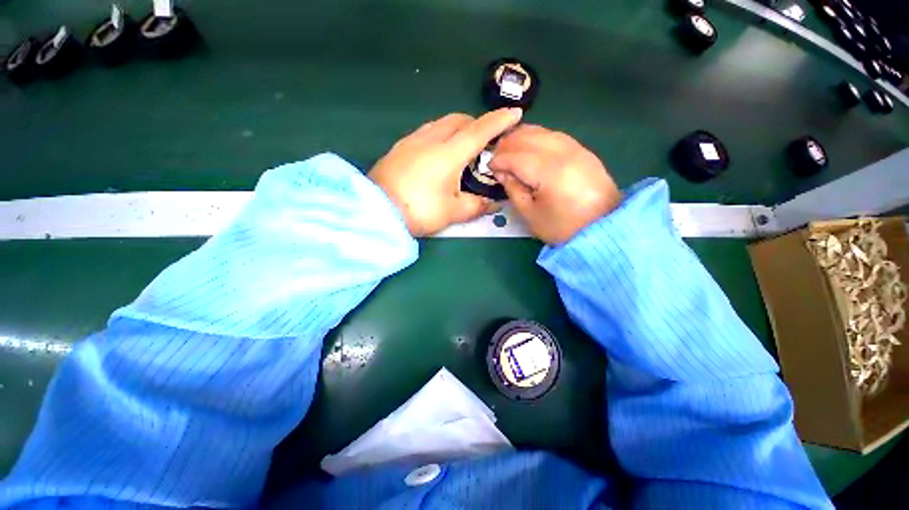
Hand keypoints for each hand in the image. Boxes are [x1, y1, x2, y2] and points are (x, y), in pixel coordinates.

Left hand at [369, 109, 522, 236]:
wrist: (377, 211)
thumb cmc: (420, 210)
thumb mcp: (453, 212)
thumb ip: (477, 205)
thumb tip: (494, 204)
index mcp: (449, 153)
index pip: (480, 131)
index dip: (499, 121)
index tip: (515, 113)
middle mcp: (431, 139)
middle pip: (459, 120)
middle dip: (477, 123)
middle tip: (486, 139)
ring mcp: (412, 141)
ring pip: (441, 123)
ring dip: (457, 127)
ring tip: (463, 144)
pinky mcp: (400, 147)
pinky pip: (427, 131)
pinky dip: (440, 133)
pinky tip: (438, 150)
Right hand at [489, 125, 621, 244]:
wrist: (604, 227)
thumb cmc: (562, 227)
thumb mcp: (530, 214)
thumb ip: (513, 189)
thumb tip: (502, 172)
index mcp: (549, 172)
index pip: (516, 156)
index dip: (499, 160)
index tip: (489, 167)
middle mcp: (563, 152)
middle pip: (528, 137)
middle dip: (507, 145)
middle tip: (496, 158)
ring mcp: (576, 148)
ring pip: (542, 131)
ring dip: (521, 137)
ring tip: (509, 150)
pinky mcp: (583, 150)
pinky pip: (554, 135)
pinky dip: (537, 137)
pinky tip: (529, 146)